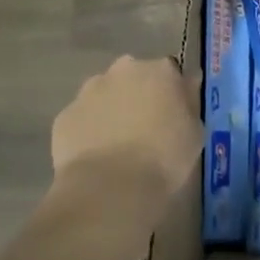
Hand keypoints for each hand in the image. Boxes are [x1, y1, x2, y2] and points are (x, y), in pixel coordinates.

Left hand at [51, 55, 201, 199]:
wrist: (109, 189)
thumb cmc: (163, 159)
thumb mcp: (195, 132)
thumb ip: (189, 102)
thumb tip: (187, 84)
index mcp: (160, 70)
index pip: (170, 71)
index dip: (171, 92)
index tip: (172, 114)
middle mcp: (124, 69)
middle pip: (134, 77)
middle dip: (138, 95)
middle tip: (144, 128)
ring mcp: (90, 91)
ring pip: (104, 95)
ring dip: (111, 110)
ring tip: (116, 146)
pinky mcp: (65, 116)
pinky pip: (81, 119)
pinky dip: (88, 132)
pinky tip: (95, 158)